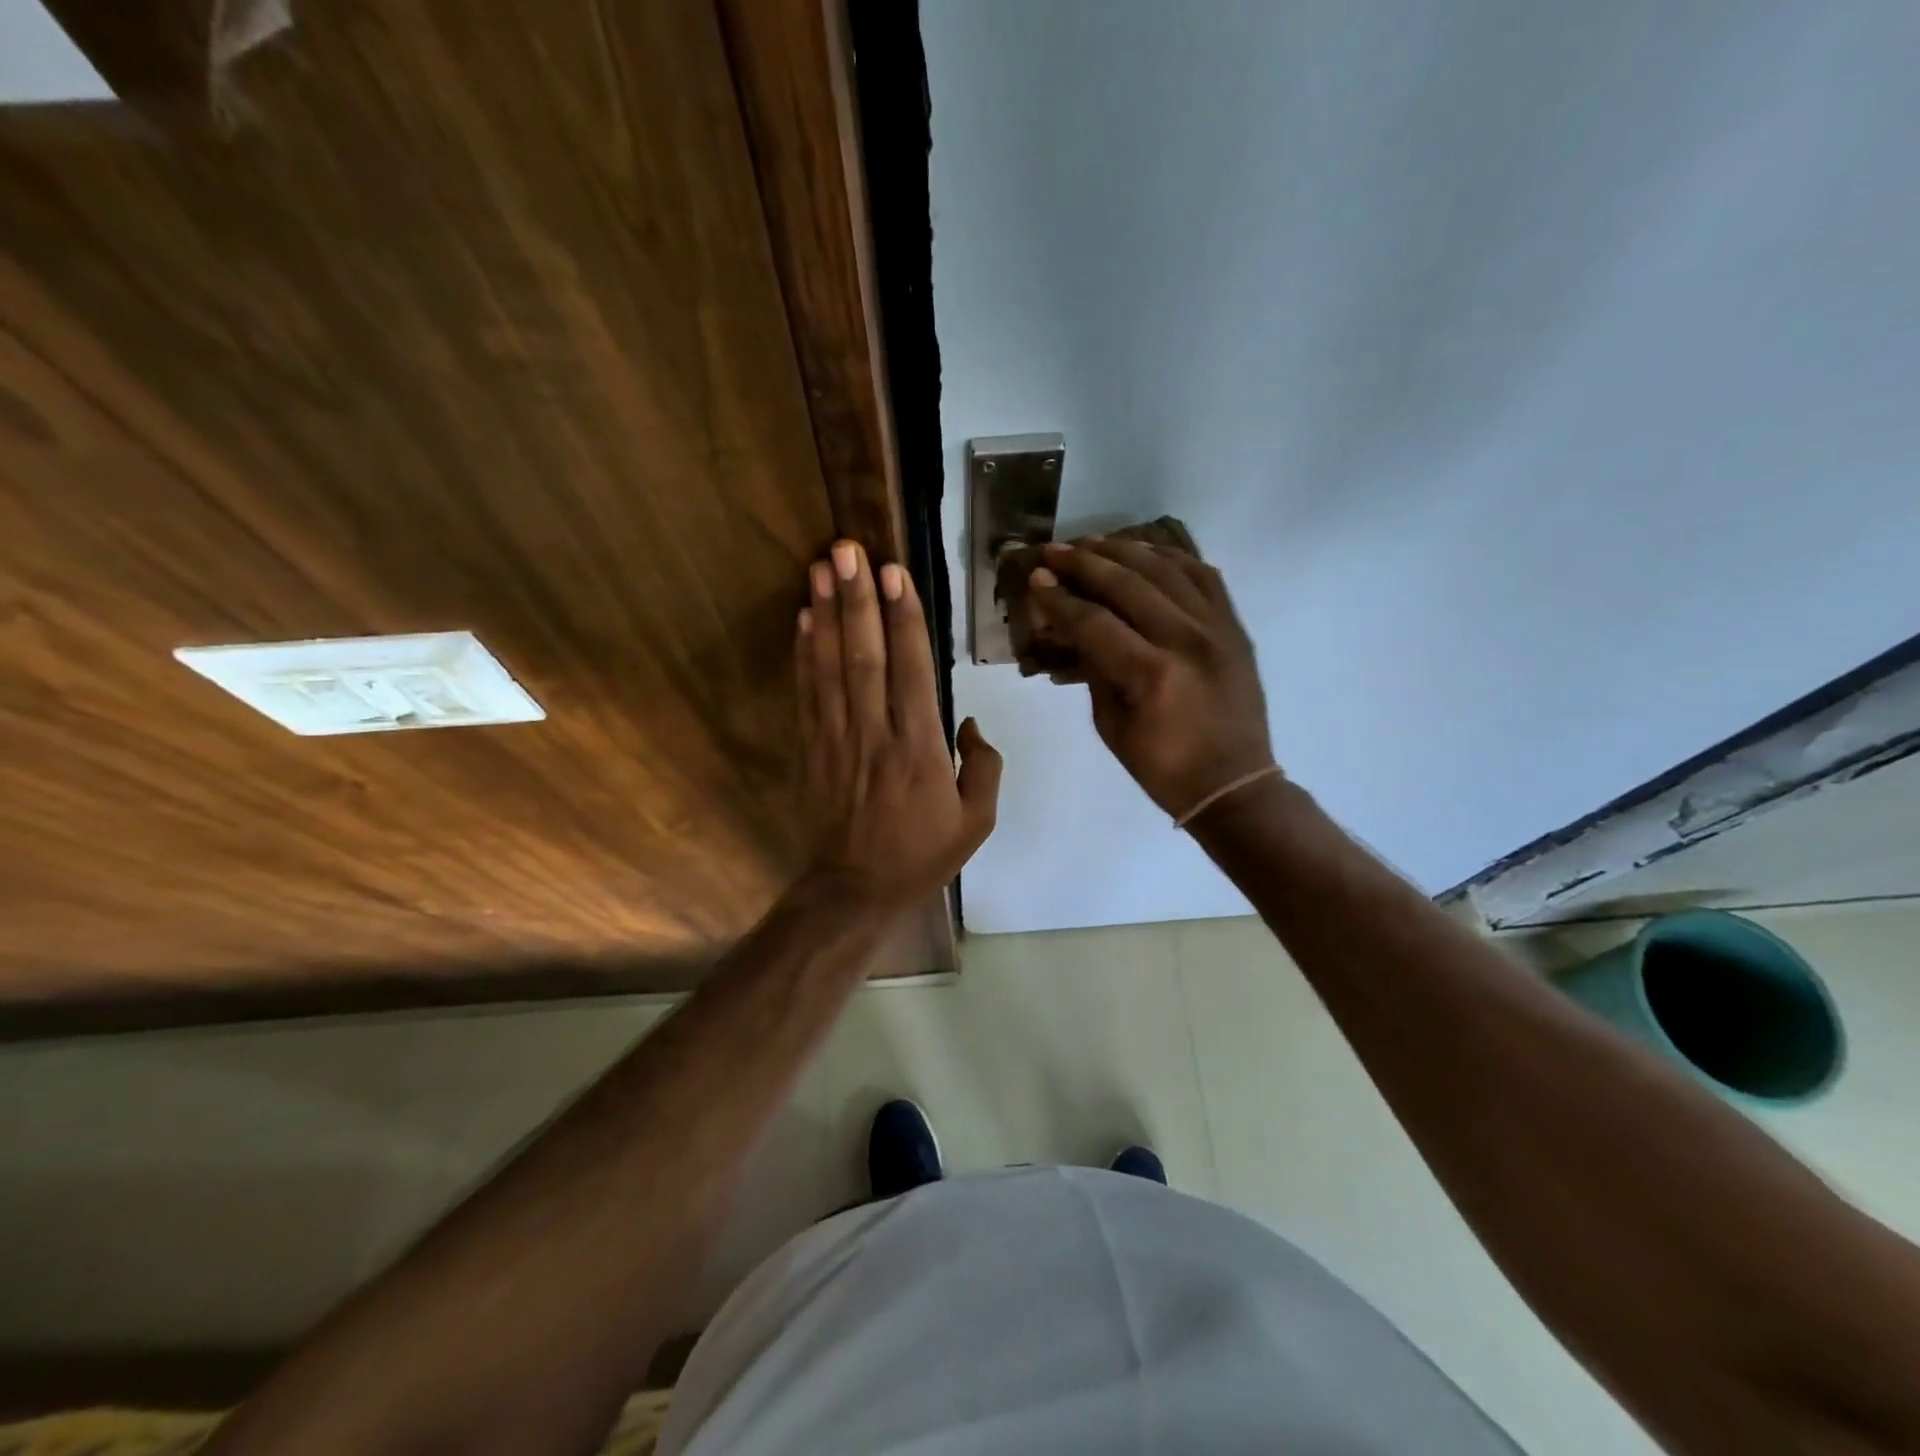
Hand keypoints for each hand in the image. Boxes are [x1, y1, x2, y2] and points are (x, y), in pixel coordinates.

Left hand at [798, 540, 1001, 906]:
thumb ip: (984, 767)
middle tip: (848, 549)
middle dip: (857, 599)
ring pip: (831, 667)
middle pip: (865, 656)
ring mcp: (838, 740)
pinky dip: (804, 654)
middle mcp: (876, 734)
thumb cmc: (922, 854)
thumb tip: (968, 723)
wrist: (855, 889)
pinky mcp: (812, 749)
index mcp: (921, 749)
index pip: (912, 670)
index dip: (904, 619)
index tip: (895, 573)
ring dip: (826, 614)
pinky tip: (803, 619)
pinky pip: (807, 694)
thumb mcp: (977, 821)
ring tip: (820, 567)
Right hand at [1027, 538, 1274, 820]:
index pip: (1094, 620)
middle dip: (1083, 563)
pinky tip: (1145, 552)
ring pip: (1165, 569)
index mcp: (1151, 674)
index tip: (1035, 579)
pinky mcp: (1234, 627)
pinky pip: (1202, 575)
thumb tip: (1075, 626)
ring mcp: (1216, 628)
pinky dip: (1170, 558)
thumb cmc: (1163, 767)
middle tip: (1053, 551)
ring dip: (1123, 550)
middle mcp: (1186, 640)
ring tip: (1091, 543)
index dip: (1059, 598)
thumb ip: (1094, 669)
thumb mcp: (1111, 725)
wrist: (1234, 783)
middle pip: (1128, 583)